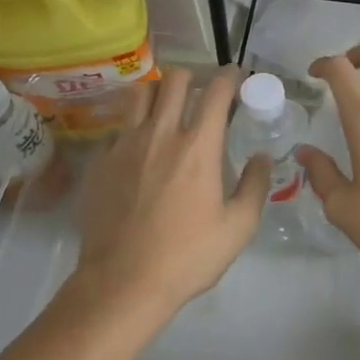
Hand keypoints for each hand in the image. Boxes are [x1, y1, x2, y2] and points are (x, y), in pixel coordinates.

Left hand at [76, 69, 269, 317]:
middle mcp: (160, 133)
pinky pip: (118, 128)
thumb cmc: (187, 256)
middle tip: (202, 91)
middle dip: (194, 76)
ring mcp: (124, 144)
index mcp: (198, 146)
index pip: (217, 92)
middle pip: (175, 80)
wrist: (122, 283)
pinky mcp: (99, 161)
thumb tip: (260, 157)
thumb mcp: (238, 228)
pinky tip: (138, 147)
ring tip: (167, 107)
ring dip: (159, 92)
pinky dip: (133, 127)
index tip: (236, 76)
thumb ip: (254, 186)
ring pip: (140, 94)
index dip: (230, 77)